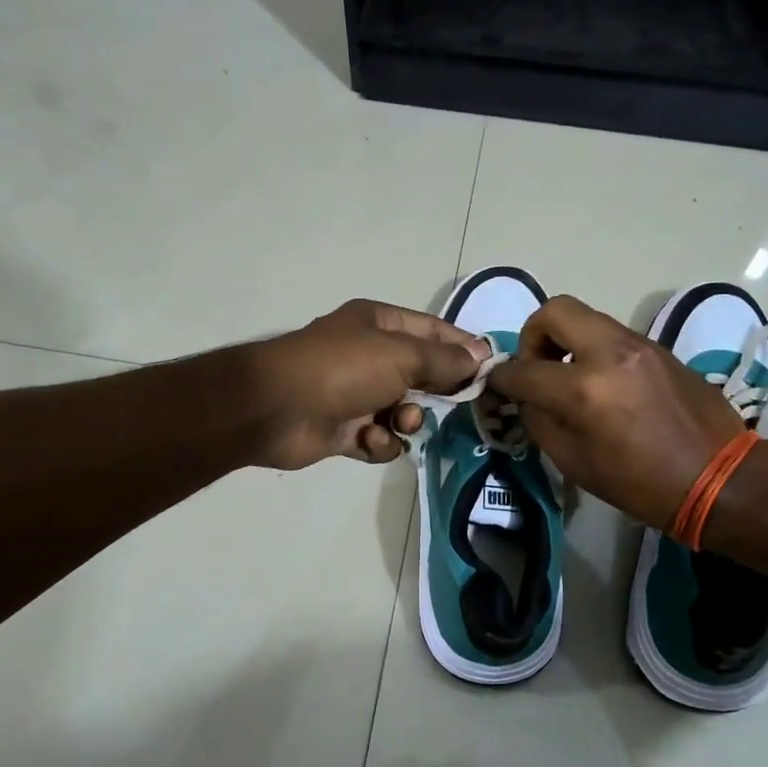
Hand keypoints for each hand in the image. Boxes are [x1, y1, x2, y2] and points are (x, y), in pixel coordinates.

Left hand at [248, 299, 484, 469]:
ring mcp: (355, 393)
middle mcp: (368, 355)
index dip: (462, 348)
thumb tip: (481, 356)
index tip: (490, 369)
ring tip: (399, 422)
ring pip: (403, 410)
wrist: (276, 408)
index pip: (433, 331)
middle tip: (457, 403)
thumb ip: (445, 359)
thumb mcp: (402, 355)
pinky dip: (380, 442)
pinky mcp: (344, 429)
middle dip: (437, 390)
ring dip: (407, 420)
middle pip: (421, 373)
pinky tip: (370, 440)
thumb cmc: (343, 369)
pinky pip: (380, 438)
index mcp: (379, 324)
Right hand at [487, 295, 744, 528]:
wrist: (720, 479)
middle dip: (533, 334)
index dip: (501, 378)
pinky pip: (612, 334)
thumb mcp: (575, 463)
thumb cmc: (642, 485)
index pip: (523, 369)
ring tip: (568, 376)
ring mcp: (639, 344)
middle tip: (536, 366)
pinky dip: (593, 349)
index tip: (497, 384)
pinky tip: (602, 383)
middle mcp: (610, 353)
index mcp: (585, 389)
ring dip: (566, 340)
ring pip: (586, 317)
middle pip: (555, 310)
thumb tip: (526, 396)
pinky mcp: (659, 348)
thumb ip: (541, 421)